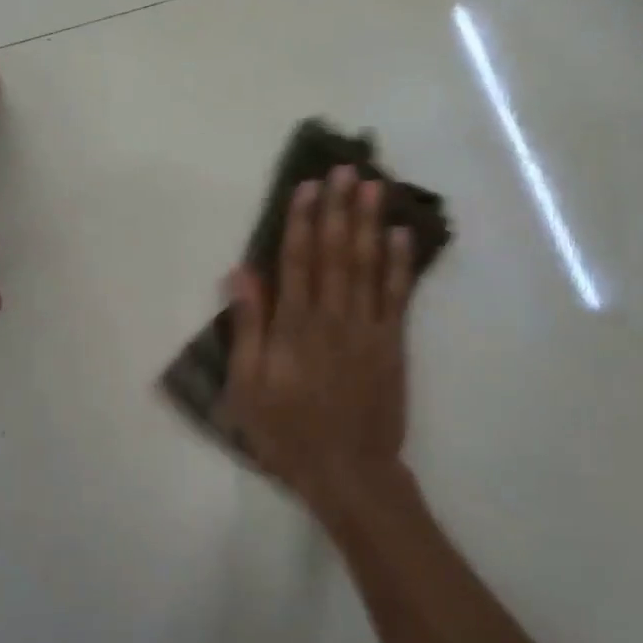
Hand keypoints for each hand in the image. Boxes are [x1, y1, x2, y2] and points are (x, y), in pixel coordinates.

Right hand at [223, 165, 416, 513]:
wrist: (348, 473)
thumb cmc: (287, 431)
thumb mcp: (248, 386)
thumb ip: (248, 327)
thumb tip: (240, 273)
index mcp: (295, 325)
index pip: (297, 260)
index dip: (302, 219)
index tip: (308, 186)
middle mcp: (333, 316)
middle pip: (336, 252)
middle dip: (340, 208)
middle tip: (347, 169)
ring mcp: (368, 328)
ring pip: (368, 265)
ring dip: (370, 223)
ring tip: (375, 186)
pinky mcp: (393, 343)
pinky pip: (398, 296)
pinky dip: (400, 264)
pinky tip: (403, 234)